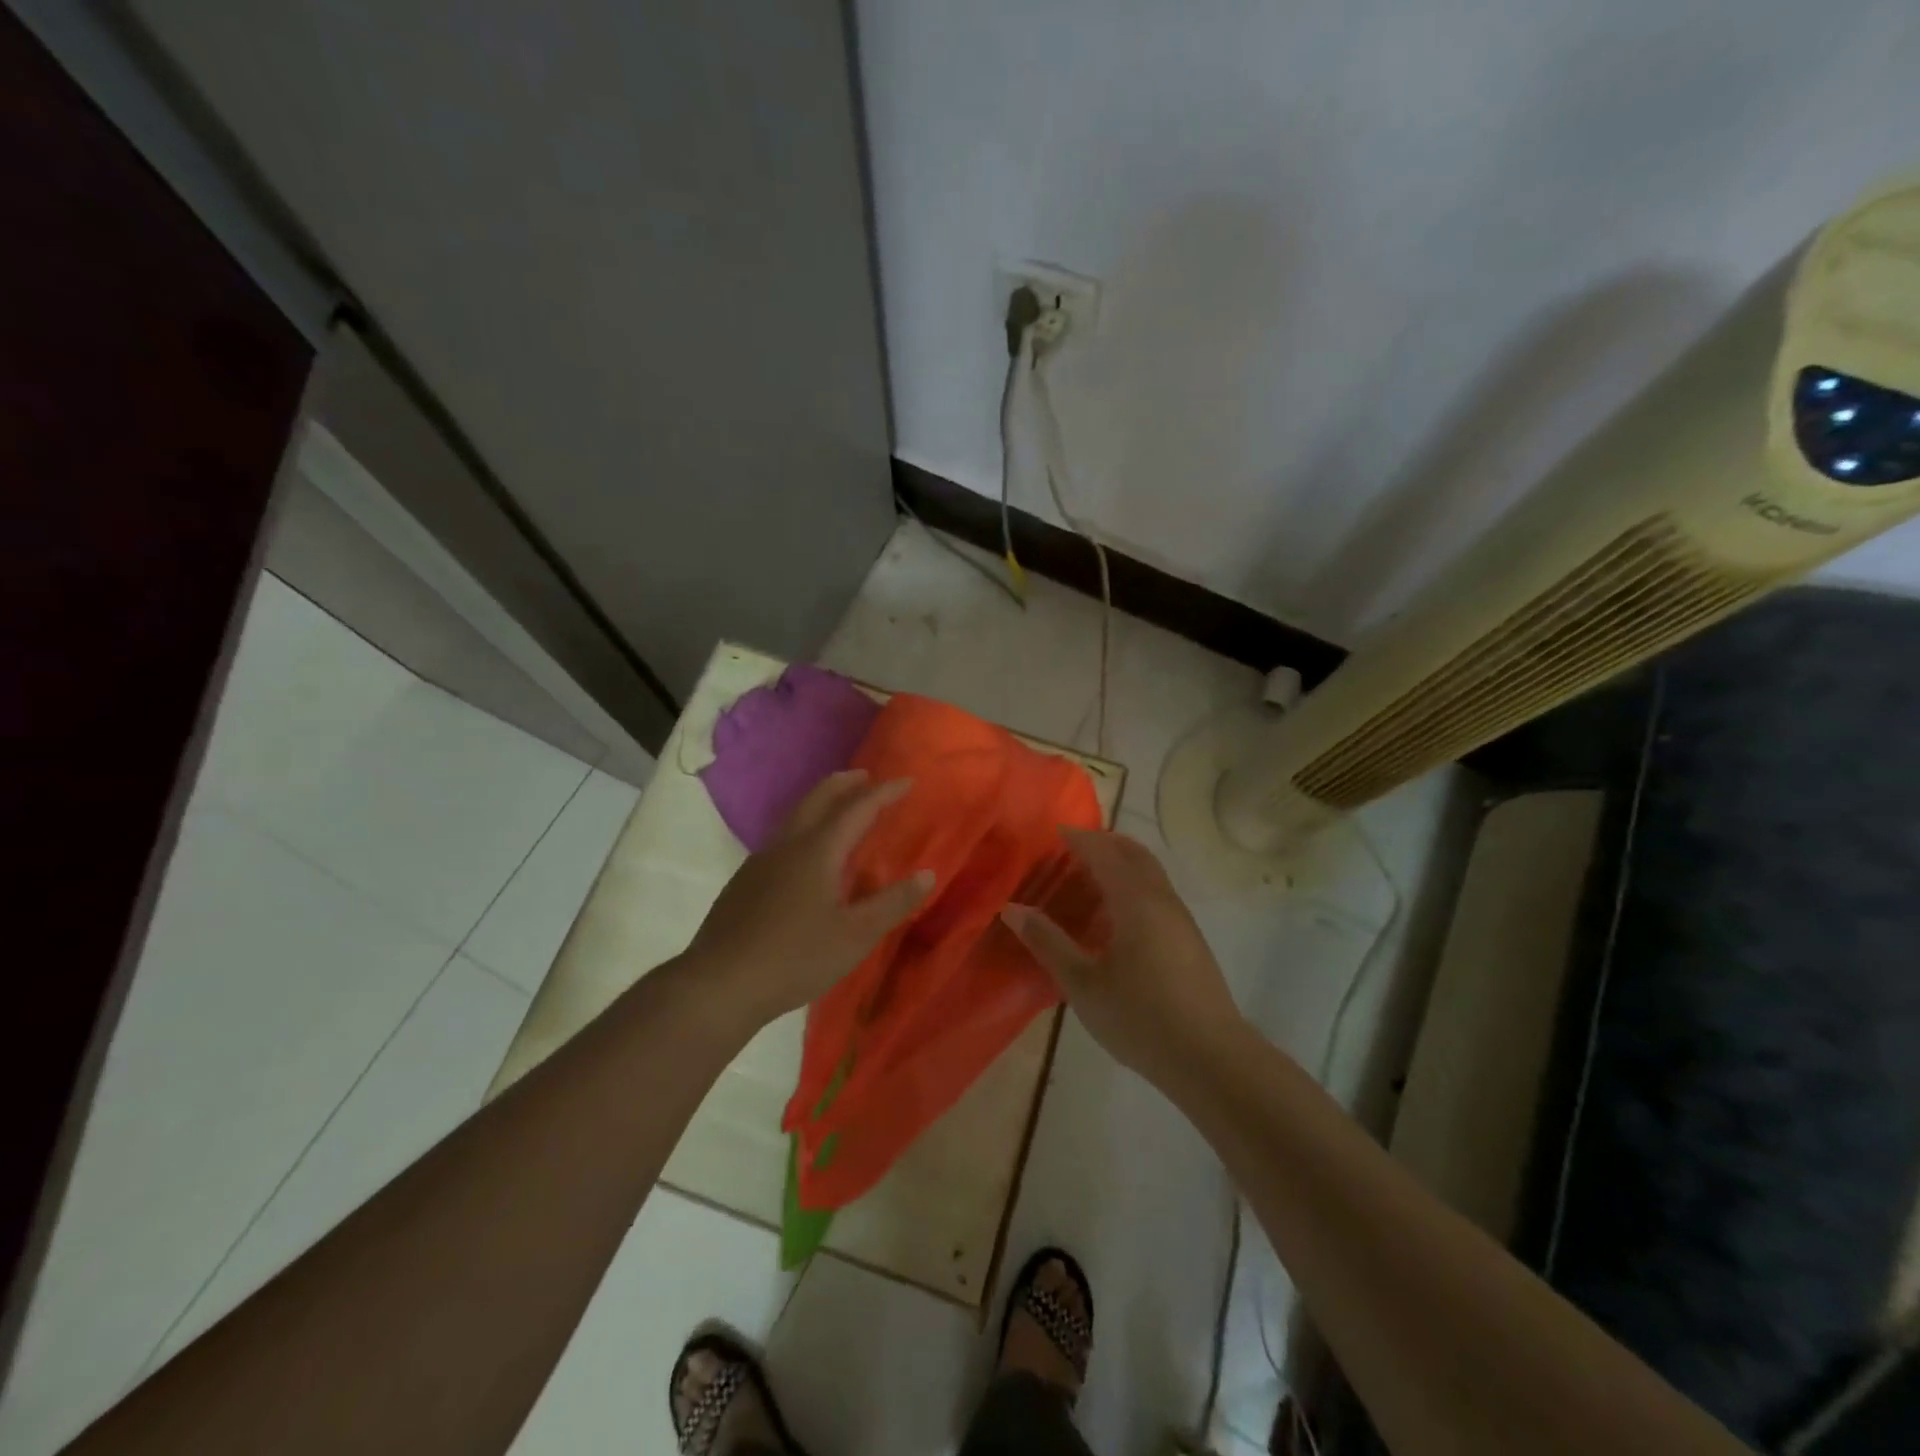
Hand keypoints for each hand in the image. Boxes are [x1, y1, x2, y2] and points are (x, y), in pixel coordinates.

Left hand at [685, 770, 932, 1029]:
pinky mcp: (744, 881)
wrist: (719, 984)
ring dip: (821, 802)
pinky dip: (805, 826)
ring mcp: (760, 861)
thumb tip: (927, 874)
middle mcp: (787, 845)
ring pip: (795, 815)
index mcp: (818, 850)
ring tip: (840, 808)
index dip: (884, 793)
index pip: (858, 808)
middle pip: (818, 798)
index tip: (907, 782)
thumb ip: (893, 903)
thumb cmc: (796, 958)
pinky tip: (806, 854)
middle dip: (845, 783)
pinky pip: (782, 837)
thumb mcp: (856, 935)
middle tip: (867, 777)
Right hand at [1002, 830, 1242, 1086]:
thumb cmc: (1140, 1018)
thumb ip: (1047, 942)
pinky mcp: (1190, 939)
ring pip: (1150, 873)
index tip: (1055, 832)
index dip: (1079, 838)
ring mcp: (1181, 919)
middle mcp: (1162, 899)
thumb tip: (1012, 909)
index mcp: (1135, 901)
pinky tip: (1117, 916)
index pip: (1104, 853)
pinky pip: (1158, 893)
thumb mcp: (1082, 984)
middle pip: (1134, 853)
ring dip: (1122, 863)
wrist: (1210, 1058)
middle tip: (1072, 848)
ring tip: (1090, 878)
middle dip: (1104, 843)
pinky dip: (1134, 884)